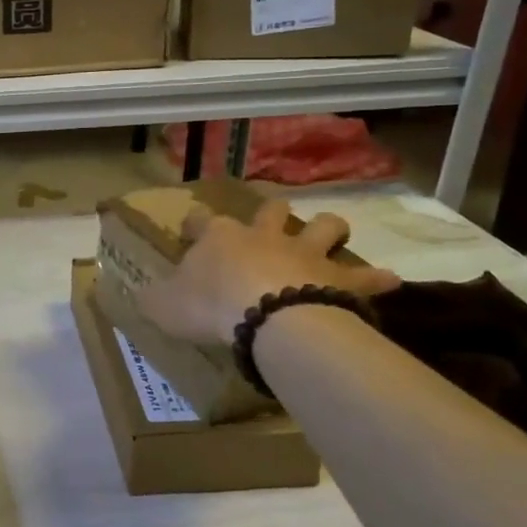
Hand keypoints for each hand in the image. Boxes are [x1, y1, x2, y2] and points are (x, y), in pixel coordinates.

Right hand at [138, 201, 400, 345]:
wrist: (267, 316)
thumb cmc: (209, 306)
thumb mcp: (163, 306)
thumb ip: (151, 299)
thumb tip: (138, 296)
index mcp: (218, 238)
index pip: (201, 220)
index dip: (194, 224)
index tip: (190, 230)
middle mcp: (263, 236)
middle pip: (271, 210)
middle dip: (271, 213)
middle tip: (270, 224)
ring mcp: (304, 253)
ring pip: (323, 225)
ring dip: (327, 228)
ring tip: (330, 235)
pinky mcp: (337, 278)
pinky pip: (364, 276)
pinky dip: (375, 279)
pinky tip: (388, 282)